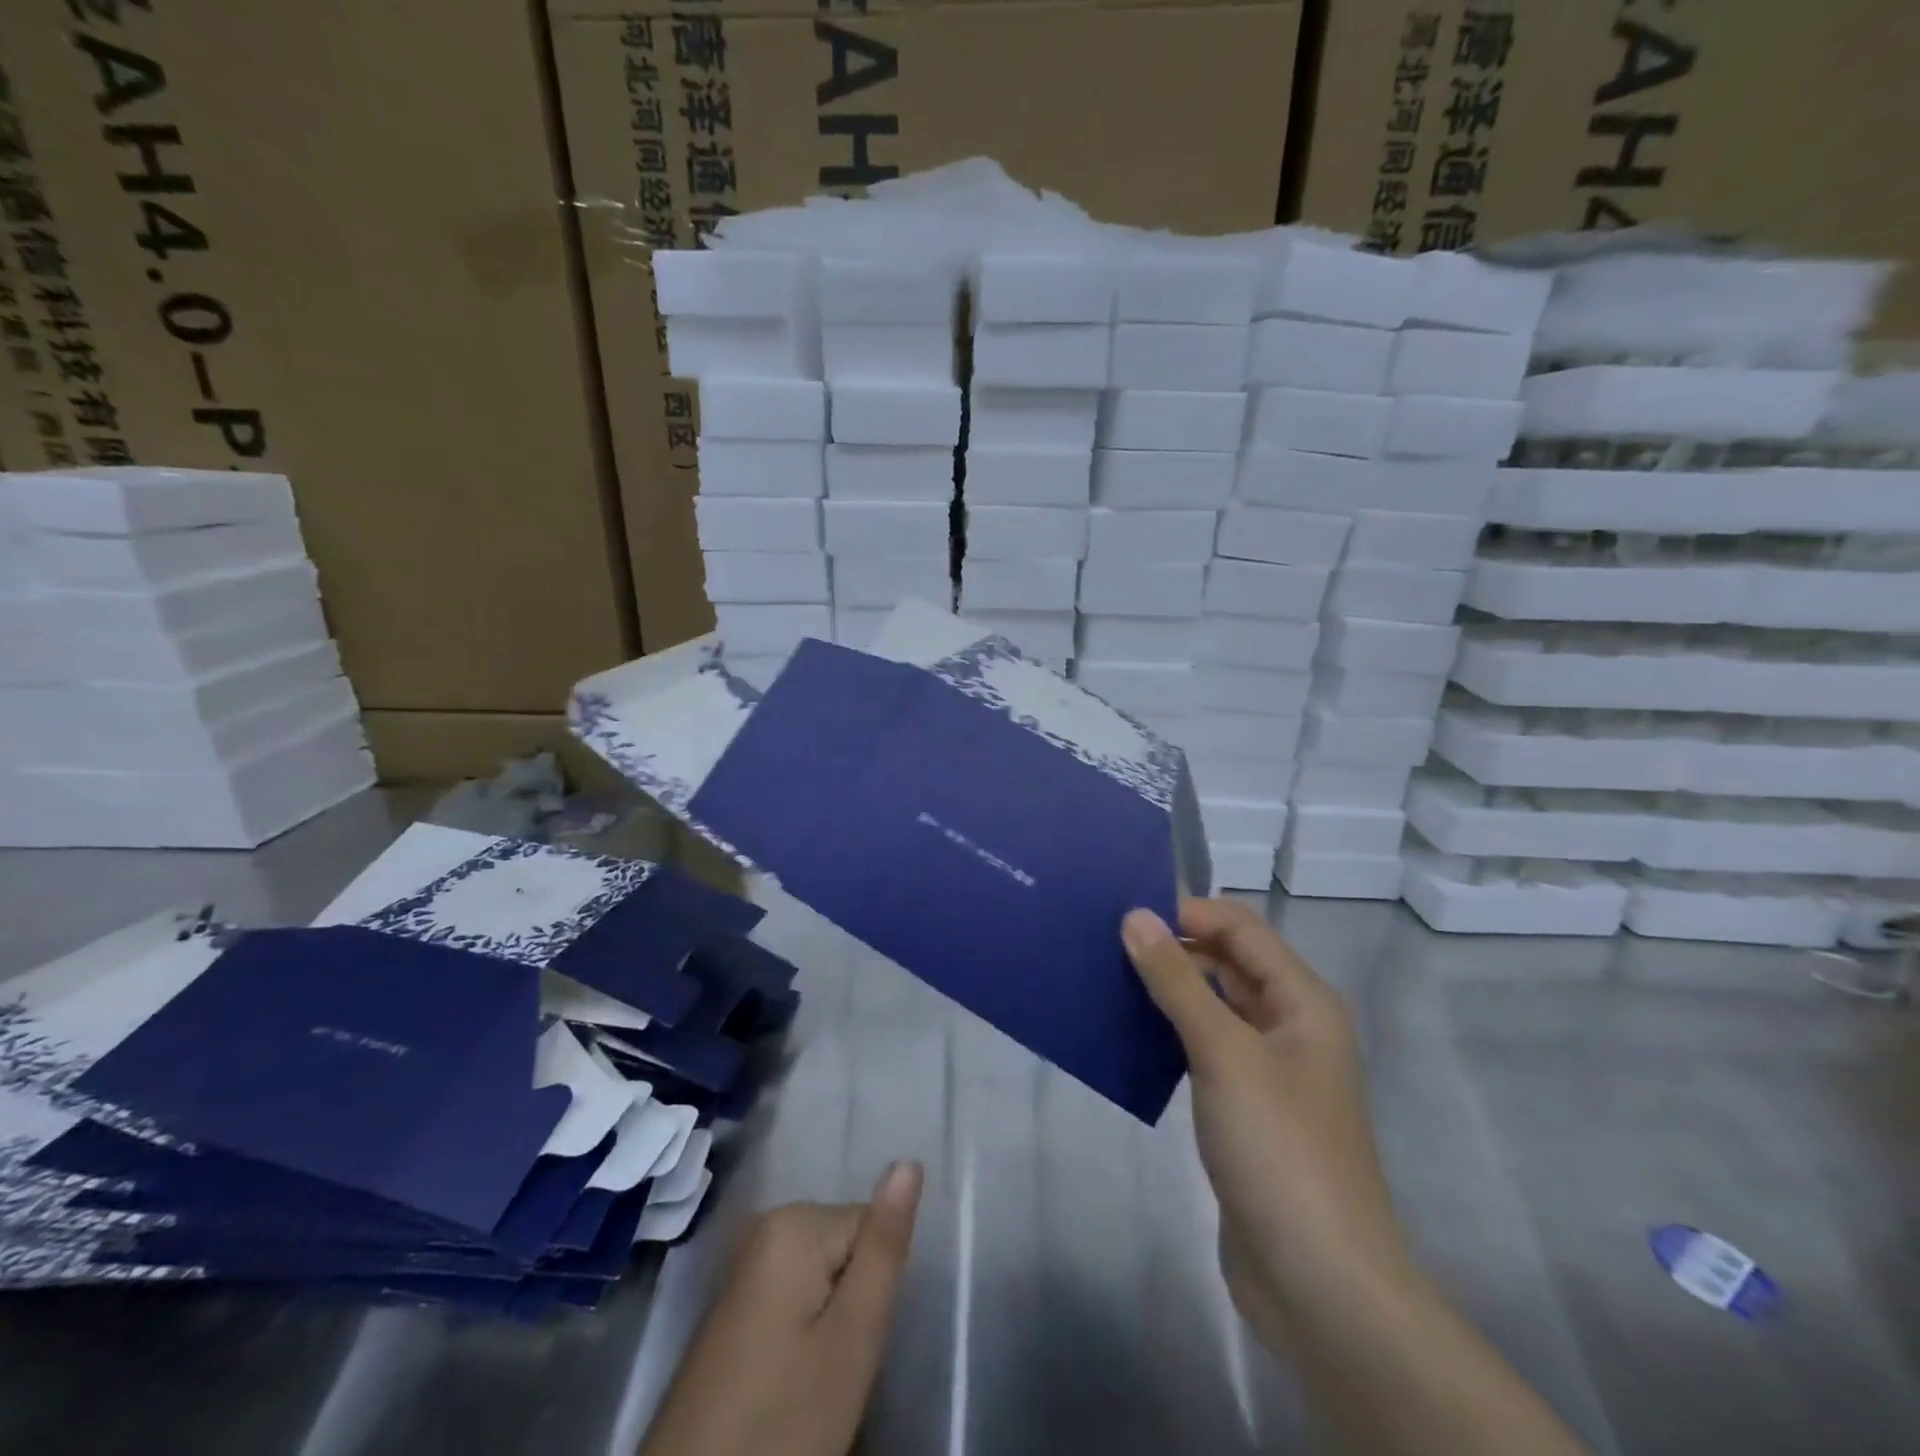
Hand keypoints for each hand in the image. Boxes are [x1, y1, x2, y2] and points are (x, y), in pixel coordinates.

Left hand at [639, 1161, 923, 1455]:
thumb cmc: (782, 1422)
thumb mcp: (852, 1340)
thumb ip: (884, 1248)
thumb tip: (909, 1162)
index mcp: (795, 1222)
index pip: (872, 1229)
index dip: (874, 1290)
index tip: (851, 1344)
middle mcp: (767, 1226)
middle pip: (847, 1249)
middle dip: (852, 1306)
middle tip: (832, 1370)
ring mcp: (746, 1266)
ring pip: (825, 1279)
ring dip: (829, 1327)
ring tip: (807, 1382)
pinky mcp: (736, 1305)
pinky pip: (796, 1300)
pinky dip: (802, 1339)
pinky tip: (784, 1384)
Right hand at [1122, 900, 1413, 1348]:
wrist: (1319, 1282)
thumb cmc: (1279, 1148)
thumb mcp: (1224, 1052)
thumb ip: (1177, 980)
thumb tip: (1135, 916)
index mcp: (1303, 1000)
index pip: (1240, 929)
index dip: (1187, 912)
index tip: (1123, 914)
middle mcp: (1291, 1025)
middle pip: (1228, 964)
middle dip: (1172, 949)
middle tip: (1103, 945)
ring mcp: (1269, 1069)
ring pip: (1213, 1007)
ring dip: (1167, 991)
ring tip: (1104, 980)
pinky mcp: (1246, 1107)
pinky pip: (1204, 1049)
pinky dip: (1169, 1034)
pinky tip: (1126, 1035)